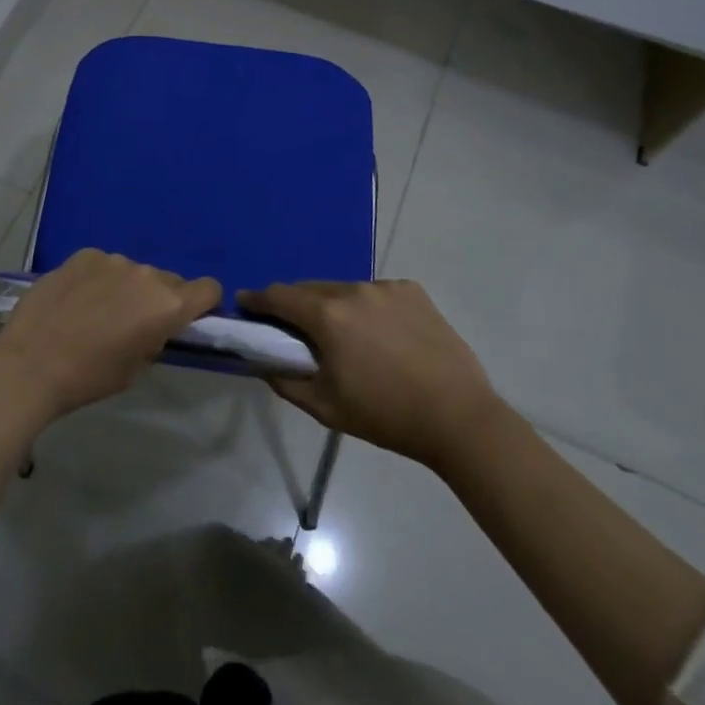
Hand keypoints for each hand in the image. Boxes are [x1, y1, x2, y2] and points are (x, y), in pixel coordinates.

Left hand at [0, 249, 221, 419]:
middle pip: (169, 280)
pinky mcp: (84, 255)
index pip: (209, 289)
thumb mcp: (136, 368)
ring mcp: (113, 260)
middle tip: (134, 322)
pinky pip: (103, 265)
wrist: (31, 362)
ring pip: (134, 272)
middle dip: (160, 298)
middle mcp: (147, 275)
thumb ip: (155, 338)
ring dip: (127, 287)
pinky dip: (99, 279)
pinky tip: (76, 299)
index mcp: (168, 306)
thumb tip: (155, 325)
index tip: (188, 318)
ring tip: (97, 311)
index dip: (203, 303)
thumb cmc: (89, 377)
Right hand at [243, 280, 502, 467]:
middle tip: (292, 327)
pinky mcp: (413, 291)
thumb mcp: (325, 407)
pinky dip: (367, 307)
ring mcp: (386, 287)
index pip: (279, 296)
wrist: (458, 417)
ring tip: (342, 333)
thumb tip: (264, 361)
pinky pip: (376, 293)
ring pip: (344, 289)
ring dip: (332, 305)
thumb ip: (285, 381)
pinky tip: (380, 334)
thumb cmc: (385, 415)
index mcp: (327, 316)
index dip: (257, 299)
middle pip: (310, 289)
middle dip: (295, 304)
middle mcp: (353, 290)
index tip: (245, 303)